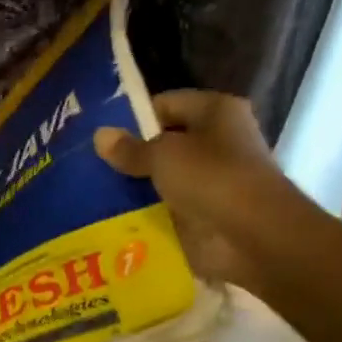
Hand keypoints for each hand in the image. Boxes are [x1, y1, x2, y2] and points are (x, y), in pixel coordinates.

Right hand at [93, 90, 306, 291]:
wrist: (252, 236)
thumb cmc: (212, 179)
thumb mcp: (163, 155)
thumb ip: (130, 148)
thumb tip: (99, 135)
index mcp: (216, 112)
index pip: (166, 104)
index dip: (133, 117)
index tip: (100, 135)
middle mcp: (217, 142)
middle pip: (164, 143)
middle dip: (131, 155)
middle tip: (88, 165)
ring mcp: (212, 181)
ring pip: (163, 178)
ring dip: (136, 187)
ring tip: (91, 193)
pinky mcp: (205, 214)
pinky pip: (166, 209)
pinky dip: (145, 214)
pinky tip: (112, 219)